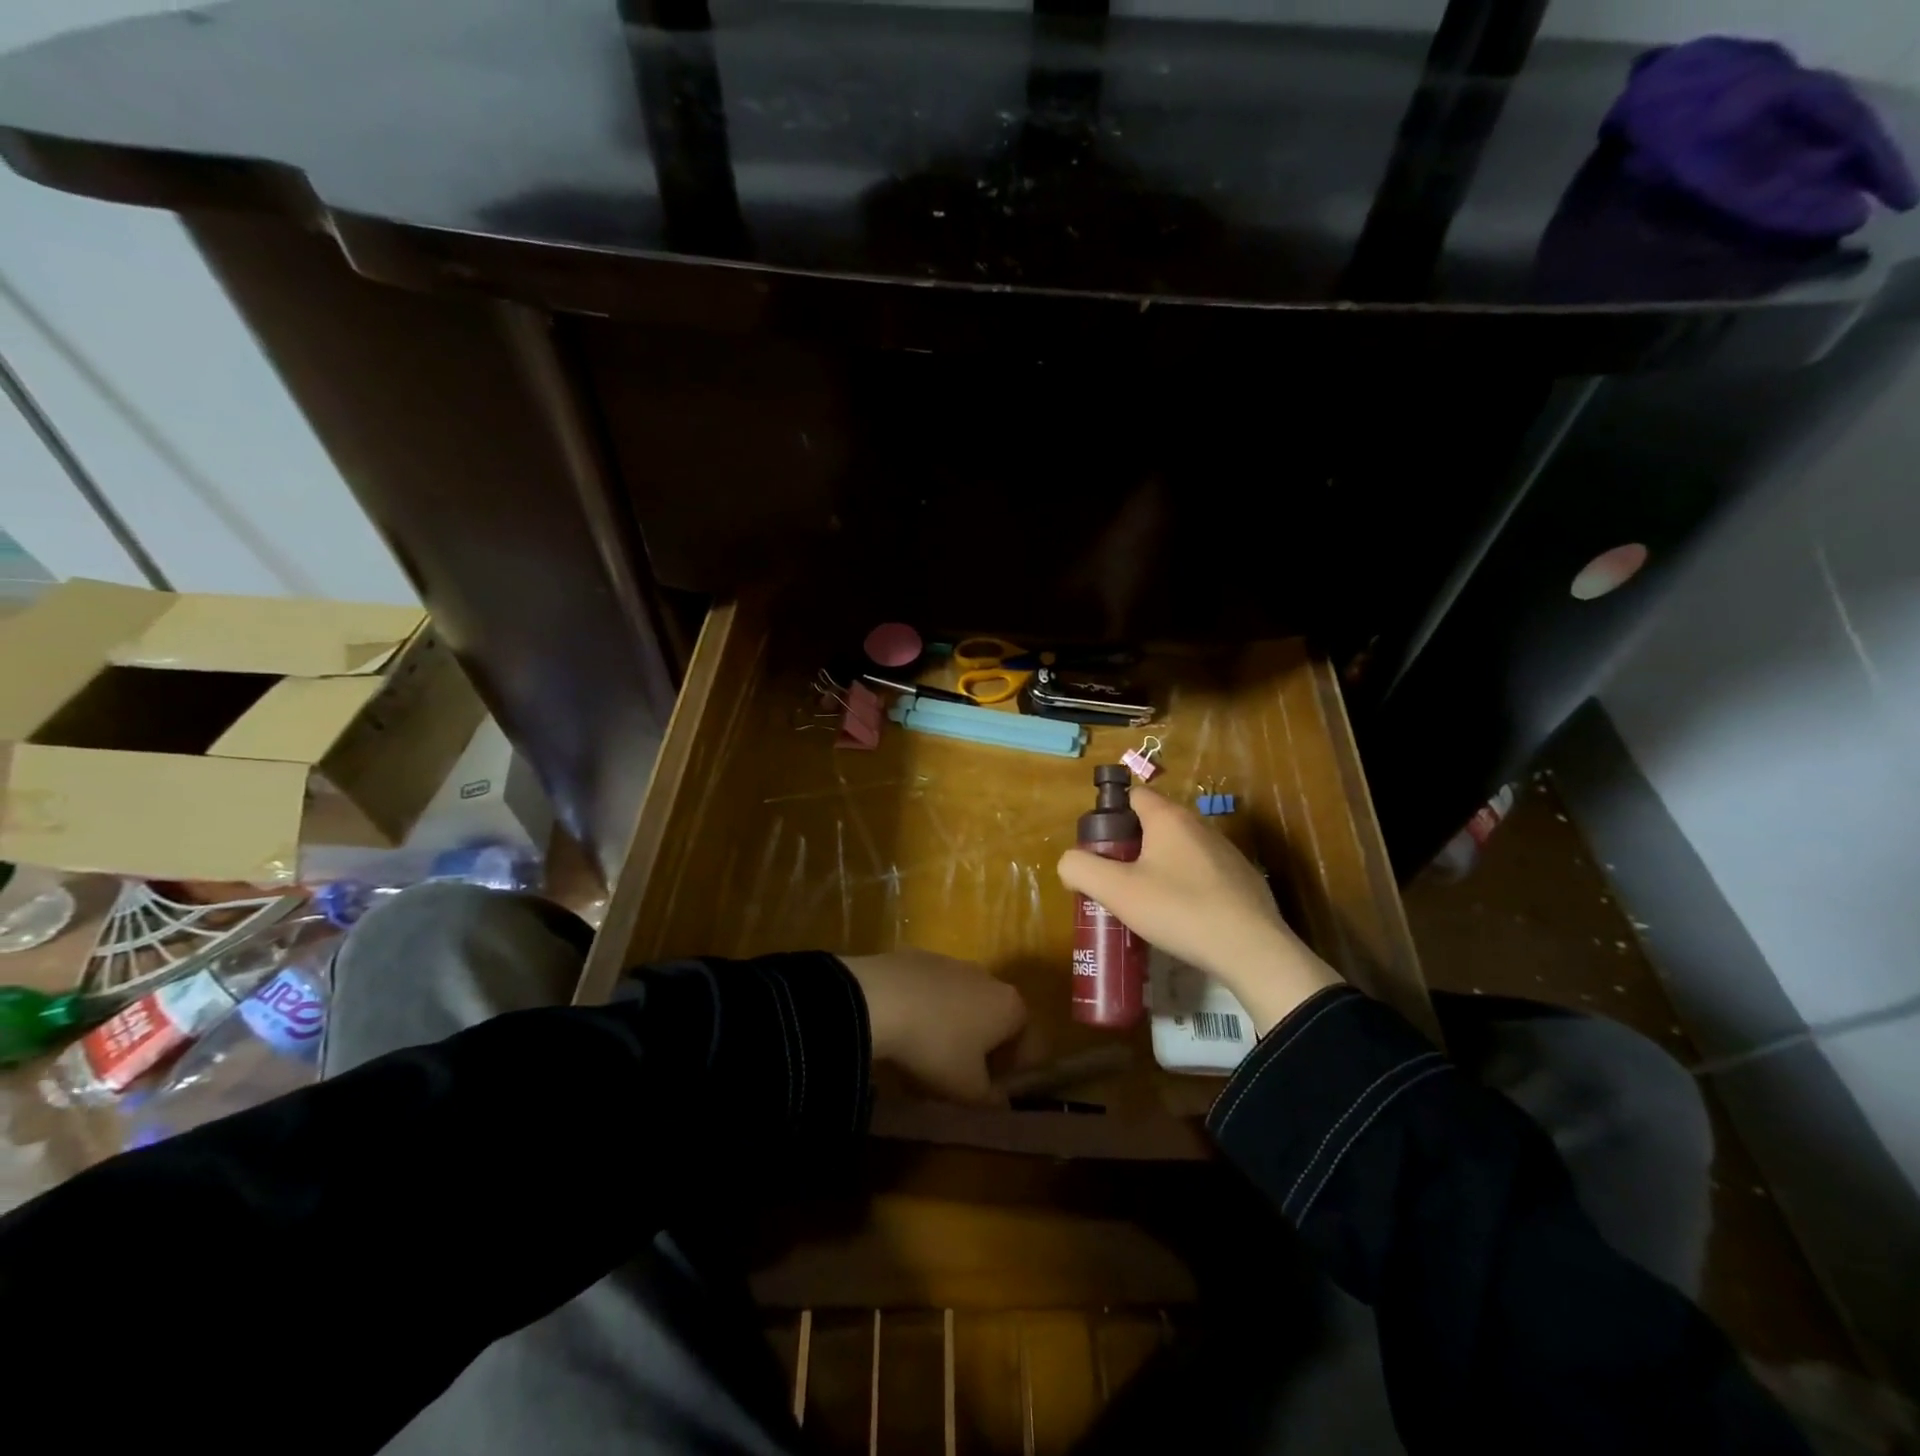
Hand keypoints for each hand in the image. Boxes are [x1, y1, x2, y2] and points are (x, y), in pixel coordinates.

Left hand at [839, 951, 1026, 1104]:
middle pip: (996, 1018)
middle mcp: (988, 978)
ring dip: (954, 1027)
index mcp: (1011, 1006)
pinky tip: (905, 1029)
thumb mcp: (967, 1089)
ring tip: (928, 1053)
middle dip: (984, 1047)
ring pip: (963, 1002)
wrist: (880, 999)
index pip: (1028, 1041)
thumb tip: (1001, 1103)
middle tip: (961, 1075)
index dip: (1014, 1071)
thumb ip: (991, 1099)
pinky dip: (927, 1009)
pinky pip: (933, 991)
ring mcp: (953, 963)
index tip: (992, 1091)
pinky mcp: (920, 957)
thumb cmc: (937, 1047)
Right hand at [1055, 787, 1341, 1033]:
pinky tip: (1180, 918)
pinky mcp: (1242, 880)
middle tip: (1114, 881)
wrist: (1252, 951)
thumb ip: (1081, 869)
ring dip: (1158, 868)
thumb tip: (1069, 862)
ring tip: (1144, 904)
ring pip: (1178, 851)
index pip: (1133, 796)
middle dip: (1130, 847)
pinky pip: (1202, 874)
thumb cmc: (1179, 910)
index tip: (1099, 850)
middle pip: (1154, 824)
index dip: (1110, 817)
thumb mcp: (1116, 891)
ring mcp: (1226, 853)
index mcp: (1169, 818)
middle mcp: (1199, 826)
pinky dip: (1185, 887)